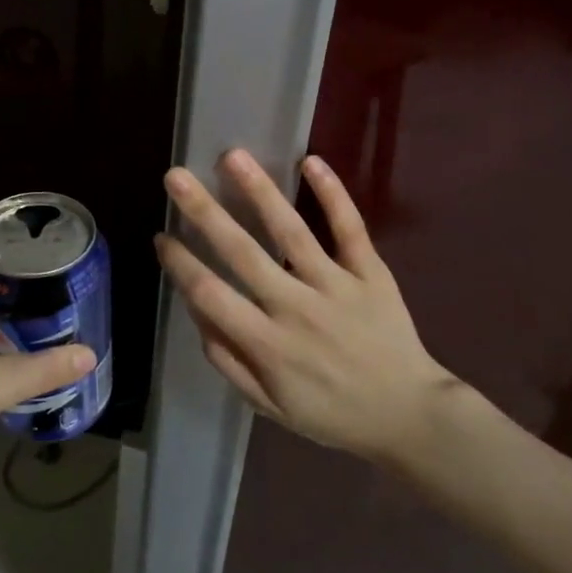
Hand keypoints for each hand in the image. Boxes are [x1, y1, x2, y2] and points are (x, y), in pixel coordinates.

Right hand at [155, 149, 469, 464]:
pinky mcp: (371, 273)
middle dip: (203, 211)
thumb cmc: (333, 413)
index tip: (161, 236)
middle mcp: (296, 307)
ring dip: (259, 190)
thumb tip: (197, 314)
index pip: (211, 294)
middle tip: (176, 176)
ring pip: (291, 231)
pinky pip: (350, 228)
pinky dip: (332, 194)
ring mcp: (336, 285)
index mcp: (267, 343)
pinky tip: (311, 161)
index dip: (180, 264)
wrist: (410, 416)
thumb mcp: (271, 406)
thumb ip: (229, 361)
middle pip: (242, 251)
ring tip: (233, 156)